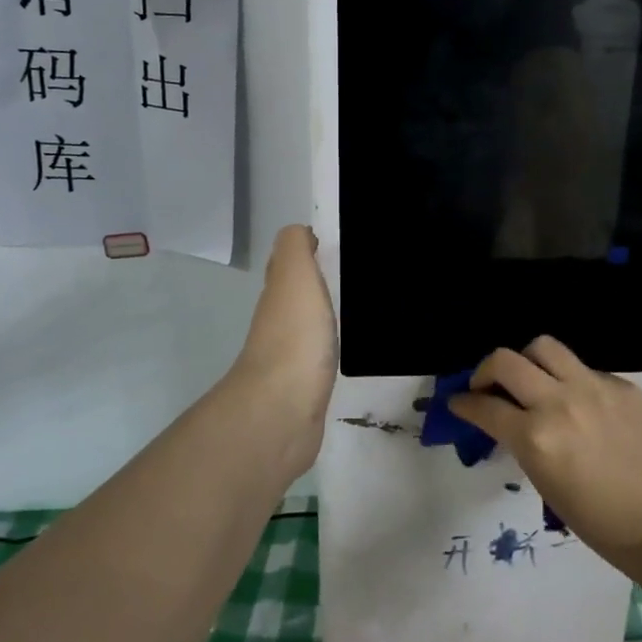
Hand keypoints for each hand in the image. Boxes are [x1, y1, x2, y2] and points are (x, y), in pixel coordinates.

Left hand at [221, 225, 338, 486]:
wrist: (283, 412)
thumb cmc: (293, 338)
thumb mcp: (295, 277)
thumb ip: (295, 248)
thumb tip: (299, 230)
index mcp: (279, 295)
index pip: (288, 264)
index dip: (305, 250)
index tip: (335, 242)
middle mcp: (280, 323)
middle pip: (298, 296)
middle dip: (319, 282)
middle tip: (359, 273)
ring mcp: (292, 358)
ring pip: (309, 326)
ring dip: (325, 315)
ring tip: (362, 306)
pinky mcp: (307, 388)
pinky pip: (319, 358)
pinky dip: (330, 348)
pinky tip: (350, 347)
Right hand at [448, 336, 641, 573]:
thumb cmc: (598, 524)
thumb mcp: (545, 483)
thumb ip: (522, 442)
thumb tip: (507, 419)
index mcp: (536, 437)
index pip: (485, 406)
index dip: (464, 403)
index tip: (458, 401)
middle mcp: (561, 402)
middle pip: (506, 360)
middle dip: (486, 370)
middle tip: (487, 386)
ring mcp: (594, 388)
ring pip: (545, 346)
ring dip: (528, 360)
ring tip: (531, 379)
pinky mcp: (623, 386)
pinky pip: (585, 369)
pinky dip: (571, 381)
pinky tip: (580, 404)